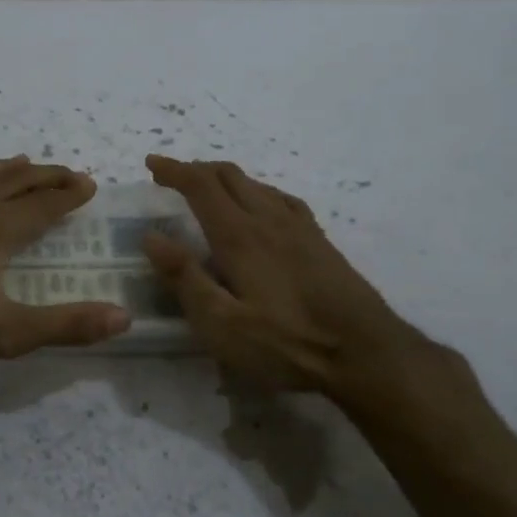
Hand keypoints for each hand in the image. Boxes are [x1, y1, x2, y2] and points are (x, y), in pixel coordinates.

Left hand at [0, 144, 129, 368]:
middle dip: (47, 175)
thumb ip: (64, 325)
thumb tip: (123, 318)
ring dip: (5, 166)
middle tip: (70, 172)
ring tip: (25, 161)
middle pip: (15, 181)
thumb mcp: (5, 332)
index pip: (44, 204)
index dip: (70, 194)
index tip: (90, 185)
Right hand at [140, 154, 420, 394]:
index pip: (201, 186)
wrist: (365, 352)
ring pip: (256, 184)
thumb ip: (185, 279)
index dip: (174, 170)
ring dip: (225, 178)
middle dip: (196, 169)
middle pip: (229, 176)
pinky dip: (257, 190)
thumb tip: (152, 236)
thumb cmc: (287, 343)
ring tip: (207, 189)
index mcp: (240, 236)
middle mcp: (268, 220)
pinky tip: (261, 205)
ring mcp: (299, 227)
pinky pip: (281, 198)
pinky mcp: (320, 240)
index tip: (151, 164)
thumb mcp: (222, 324)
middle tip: (172, 176)